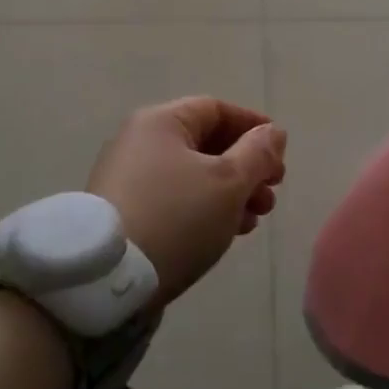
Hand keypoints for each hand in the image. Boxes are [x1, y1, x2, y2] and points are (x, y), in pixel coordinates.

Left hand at [86, 98, 285, 306]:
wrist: (107, 279)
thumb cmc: (176, 217)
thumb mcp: (228, 182)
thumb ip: (258, 153)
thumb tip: (273, 132)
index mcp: (161, 122)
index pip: (216, 109)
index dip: (253, 126)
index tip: (281, 151)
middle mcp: (140, 141)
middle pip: (205, 143)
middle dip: (246, 166)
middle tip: (272, 193)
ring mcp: (128, 178)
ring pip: (192, 174)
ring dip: (230, 192)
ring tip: (255, 219)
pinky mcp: (125, 212)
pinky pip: (175, 198)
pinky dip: (205, 208)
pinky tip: (226, 232)